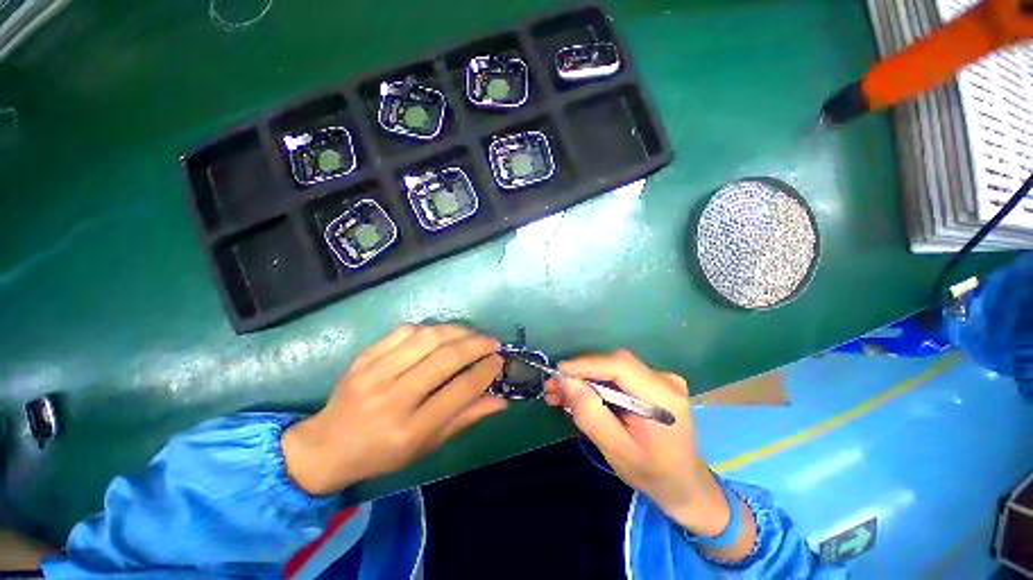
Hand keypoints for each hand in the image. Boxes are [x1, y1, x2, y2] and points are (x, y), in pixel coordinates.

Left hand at [282, 324, 505, 495]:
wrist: (326, 446)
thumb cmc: (382, 453)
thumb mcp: (427, 446)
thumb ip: (465, 419)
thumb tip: (501, 400)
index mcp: (410, 430)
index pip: (459, 391)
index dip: (485, 371)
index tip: (499, 361)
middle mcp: (392, 399)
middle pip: (445, 359)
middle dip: (476, 345)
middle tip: (492, 342)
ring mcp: (374, 374)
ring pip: (426, 338)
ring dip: (456, 331)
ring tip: (470, 334)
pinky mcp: (363, 357)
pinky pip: (404, 331)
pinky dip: (428, 329)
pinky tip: (439, 335)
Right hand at [544, 351, 729, 536]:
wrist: (684, 483)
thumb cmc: (652, 474)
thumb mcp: (617, 450)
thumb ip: (591, 415)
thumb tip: (567, 382)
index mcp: (663, 398)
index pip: (620, 366)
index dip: (586, 364)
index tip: (557, 373)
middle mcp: (664, 380)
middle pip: (613, 365)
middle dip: (580, 374)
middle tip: (552, 388)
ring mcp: (659, 379)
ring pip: (612, 370)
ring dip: (584, 380)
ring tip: (559, 394)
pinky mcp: (651, 382)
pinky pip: (617, 377)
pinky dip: (596, 385)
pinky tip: (578, 395)